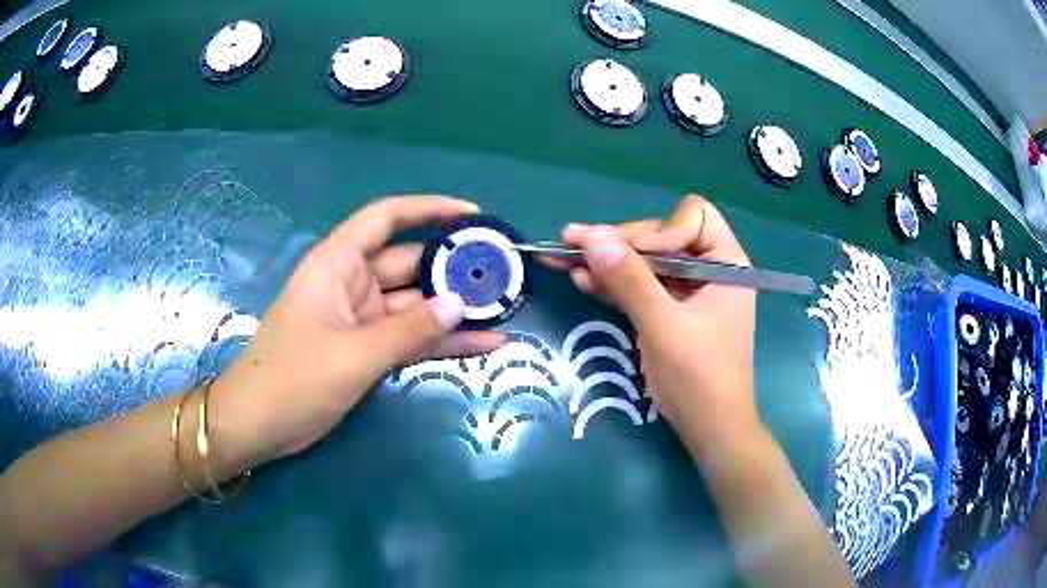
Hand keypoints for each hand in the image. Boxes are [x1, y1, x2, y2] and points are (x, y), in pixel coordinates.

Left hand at [209, 196, 504, 465]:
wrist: (260, 425)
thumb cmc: (293, 379)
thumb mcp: (353, 354)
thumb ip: (408, 330)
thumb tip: (459, 304)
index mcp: (337, 265)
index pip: (385, 218)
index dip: (427, 209)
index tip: (471, 215)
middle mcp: (352, 284)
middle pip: (409, 263)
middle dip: (453, 267)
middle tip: (503, 274)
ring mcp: (362, 319)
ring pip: (416, 304)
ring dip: (454, 309)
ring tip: (504, 309)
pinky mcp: (368, 350)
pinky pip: (412, 338)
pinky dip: (442, 341)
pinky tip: (484, 344)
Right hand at [553, 195, 760, 461]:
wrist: (709, 430)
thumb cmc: (699, 379)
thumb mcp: (664, 328)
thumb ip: (630, 281)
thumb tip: (591, 235)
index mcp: (726, 264)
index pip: (693, 218)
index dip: (661, 230)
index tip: (633, 256)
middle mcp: (708, 269)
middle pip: (660, 236)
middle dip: (619, 243)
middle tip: (572, 244)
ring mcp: (686, 291)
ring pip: (644, 261)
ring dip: (606, 260)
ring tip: (561, 256)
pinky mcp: (667, 310)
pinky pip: (638, 286)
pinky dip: (611, 283)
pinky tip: (580, 278)